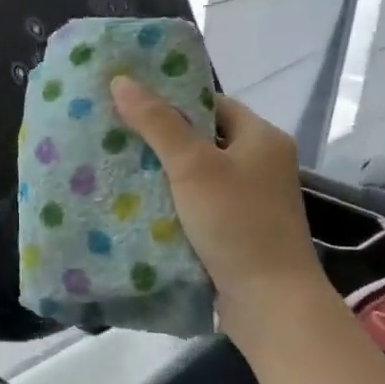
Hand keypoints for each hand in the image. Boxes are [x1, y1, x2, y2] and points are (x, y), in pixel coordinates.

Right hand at [109, 78, 329, 339]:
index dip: (172, 99)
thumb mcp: (192, 166)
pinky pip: (197, 203)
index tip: (130, 101)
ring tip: (115, 163)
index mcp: (262, 138)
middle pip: (201, 138)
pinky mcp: (236, 229)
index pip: (211, 103)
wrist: (270, 303)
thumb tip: (120, 79)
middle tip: (114, 131)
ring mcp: (250, 199)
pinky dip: (171, 201)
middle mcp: (260, 163)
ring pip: (196, 173)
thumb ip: (157, 123)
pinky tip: (136, 202)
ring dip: (162, 172)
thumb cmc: (236, 222)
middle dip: (159, 136)